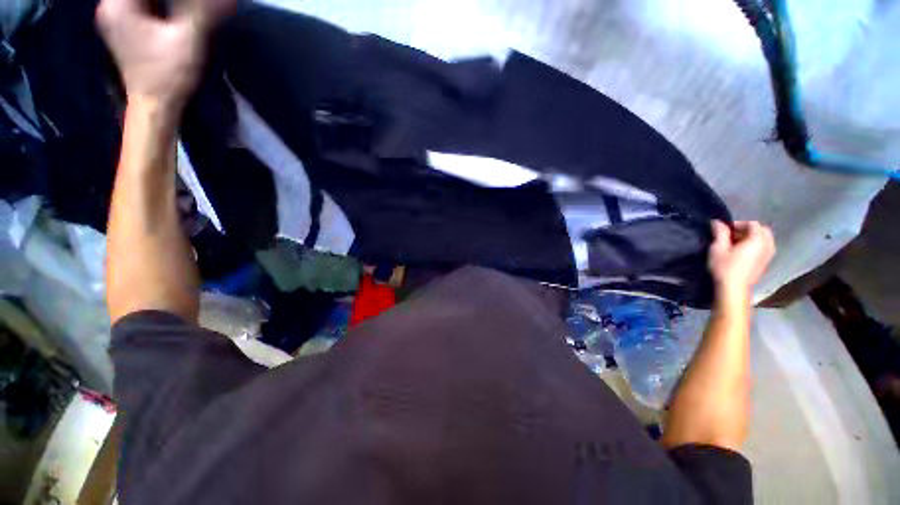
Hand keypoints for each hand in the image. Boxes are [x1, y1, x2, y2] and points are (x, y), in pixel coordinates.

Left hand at [96, 0, 234, 111]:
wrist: (155, 107)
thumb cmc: (168, 75)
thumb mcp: (189, 39)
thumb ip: (203, 10)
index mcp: (119, 4)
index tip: (189, 6)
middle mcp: (111, 6)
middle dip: (167, 0)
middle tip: (189, 8)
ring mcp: (115, 18)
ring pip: (142, 0)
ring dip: (163, 3)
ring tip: (184, 11)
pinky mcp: (124, 29)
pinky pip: (141, 6)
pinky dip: (158, 6)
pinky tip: (174, 12)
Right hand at [708, 220, 775, 296]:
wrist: (734, 288)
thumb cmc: (725, 267)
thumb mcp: (718, 248)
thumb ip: (720, 233)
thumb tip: (718, 222)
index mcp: (757, 240)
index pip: (753, 224)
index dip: (739, 224)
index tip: (726, 230)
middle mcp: (767, 245)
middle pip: (762, 230)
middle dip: (748, 230)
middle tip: (732, 236)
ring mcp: (769, 255)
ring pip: (765, 239)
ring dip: (752, 238)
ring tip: (737, 244)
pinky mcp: (766, 262)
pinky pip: (765, 247)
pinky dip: (756, 245)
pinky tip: (743, 252)